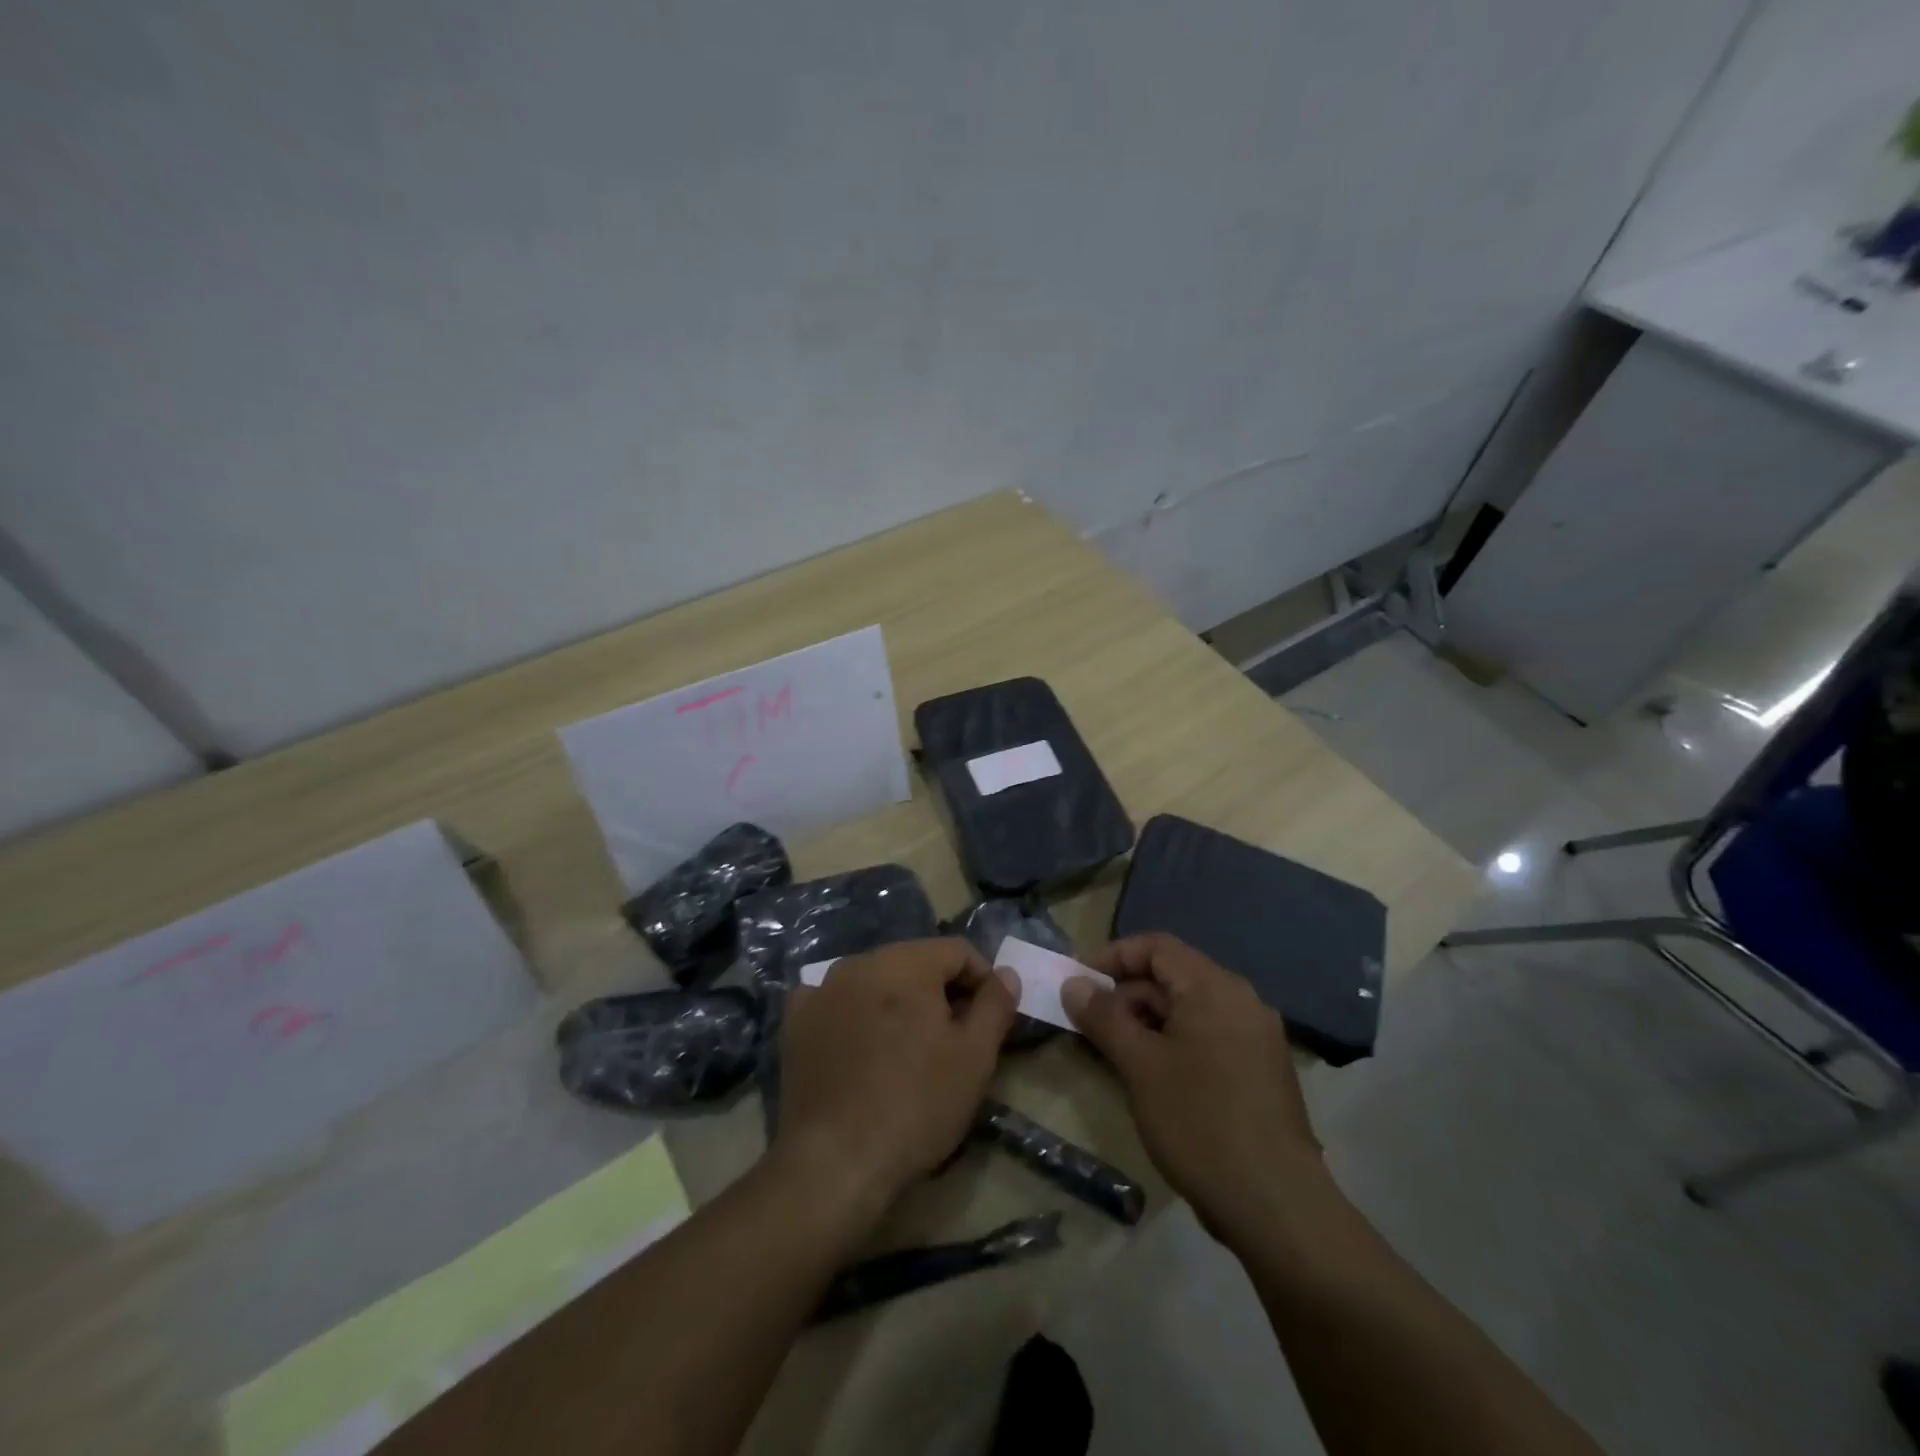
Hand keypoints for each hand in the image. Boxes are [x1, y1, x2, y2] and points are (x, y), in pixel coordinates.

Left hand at [775, 938, 1018, 1221]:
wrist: (835, 1162)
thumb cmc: (917, 1104)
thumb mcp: (975, 1057)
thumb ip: (995, 1005)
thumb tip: (1005, 973)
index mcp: (905, 962)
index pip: (957, 950)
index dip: (982, 980)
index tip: (990, 1018)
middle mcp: (860, 962)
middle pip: (914, 962)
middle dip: (939, 990)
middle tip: (953, 1037)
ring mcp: (821, 988)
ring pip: (875, 980)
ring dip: (898, 1001)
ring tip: (908, 1047)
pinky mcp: (795, 1021)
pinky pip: (836, 1002)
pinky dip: (854, 1015)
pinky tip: (861, 1049)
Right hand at [1063, 933, 1325, 1241]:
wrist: (1276, 1205)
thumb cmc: (1200, 1122)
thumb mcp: (1139, 1066)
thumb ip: (1103, 1017)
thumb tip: (1074, 984)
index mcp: (1215, 988)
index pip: (1156, 947)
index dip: (1113, 957)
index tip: (1079, 984)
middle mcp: (1242, 1001)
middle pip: (1173, 976)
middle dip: (1127, 994)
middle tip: (1090, 1025)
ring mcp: (1257, 1037)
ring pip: (1190, 1009)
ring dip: (1148, 1021)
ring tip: (1115, 1053)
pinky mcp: (1262, 1071)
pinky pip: (1209, 1036)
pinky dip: (1174, 1043)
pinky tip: (1154, 1078)